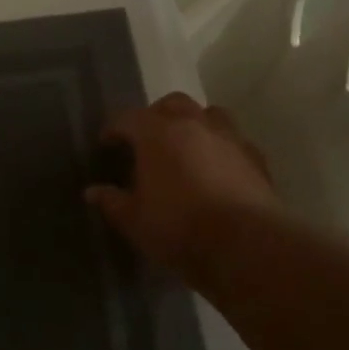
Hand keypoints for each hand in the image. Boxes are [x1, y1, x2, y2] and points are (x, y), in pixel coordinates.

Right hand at [85, 92, 280, 280]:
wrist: (246, 246)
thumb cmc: (179, 228)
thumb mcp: (134, 221)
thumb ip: (112, 202)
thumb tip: (92, 192)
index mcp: (157, 133)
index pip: (127, 118)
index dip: (114, 129)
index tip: (106, 144)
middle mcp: (193, 124)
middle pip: (172, 103)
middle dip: (156, 115)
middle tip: (147, 139)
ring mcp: (229, 138)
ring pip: (209, 114)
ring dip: (194, 123)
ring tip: (186, 145)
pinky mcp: (256, 158)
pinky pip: (234, 141)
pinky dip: (222, 147)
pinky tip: (218, 168)